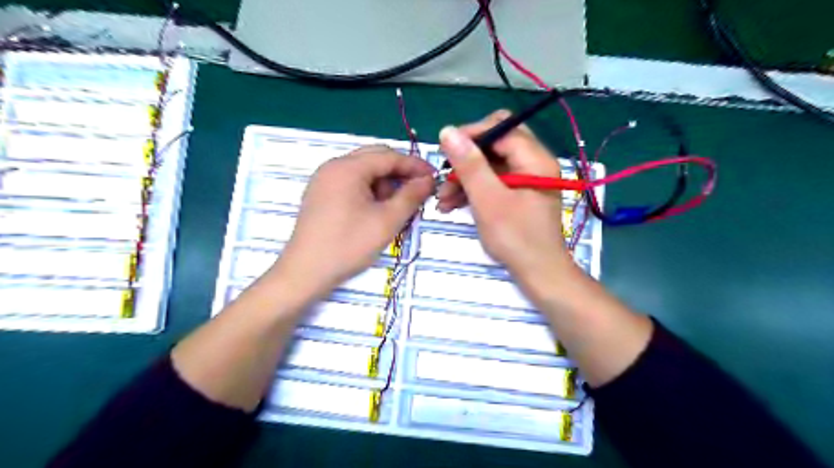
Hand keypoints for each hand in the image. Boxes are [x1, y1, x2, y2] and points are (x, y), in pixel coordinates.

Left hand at [276, 147, 432, 298]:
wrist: (305, 272)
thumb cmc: (348, 245)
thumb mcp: (387, 221)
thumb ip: (411, 196)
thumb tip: (429, 180)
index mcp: (348, 168)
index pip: (389, 156)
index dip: (415, 165)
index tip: (434, 178)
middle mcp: (333, 166)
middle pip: (375, 158)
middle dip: (399, 173)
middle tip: (418, 191)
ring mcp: (324, 179)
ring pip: (363, 171)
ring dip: (384, 183)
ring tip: (395, 208)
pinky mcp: (320, 194)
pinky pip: (351, 182)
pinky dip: (369, 190)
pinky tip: (376, 210)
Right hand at [437, 110, 573, 280]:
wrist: (538, 274)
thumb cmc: (516, 238)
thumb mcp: (488, 200)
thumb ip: (470, 165)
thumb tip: (448, 131)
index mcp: (534, 158)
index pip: (500, 127)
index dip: (471, 135)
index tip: (445, 152)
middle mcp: (533, 162)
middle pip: (494, 144)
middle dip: (466, 158)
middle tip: (444, 175)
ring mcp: (525, 179)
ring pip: (490, 164)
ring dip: (464, 178)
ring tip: (442, 199)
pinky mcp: (518, 194)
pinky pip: (492, 181)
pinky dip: (473, 189)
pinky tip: (452, 204)